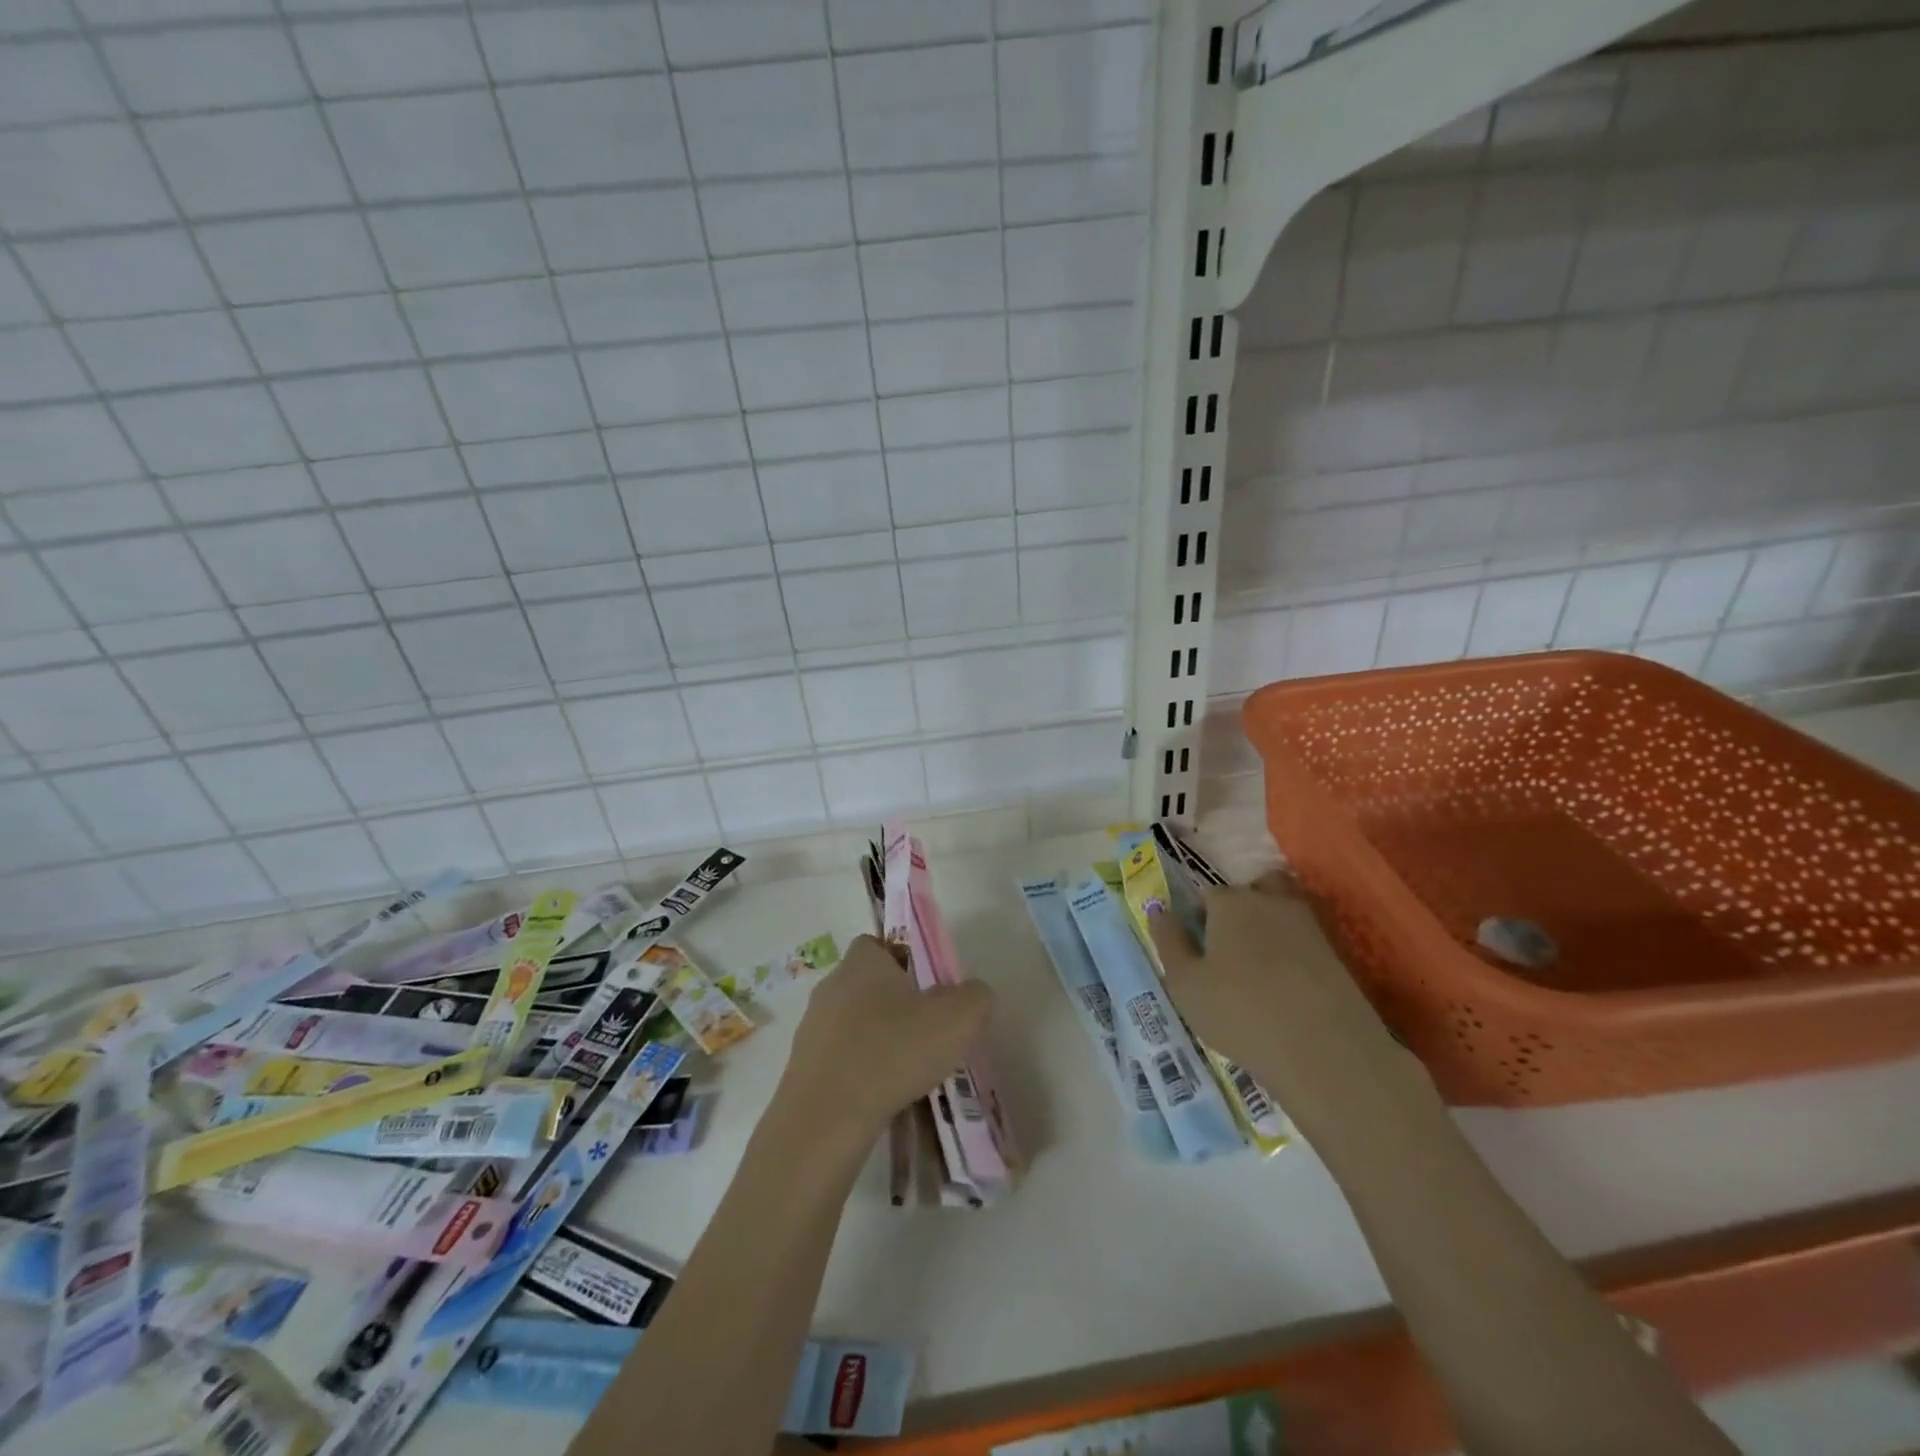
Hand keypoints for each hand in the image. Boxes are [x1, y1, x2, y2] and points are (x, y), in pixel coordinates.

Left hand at [777, 935, 992, 1141]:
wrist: (826, 1118)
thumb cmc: (894, 1052)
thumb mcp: (957, 1019)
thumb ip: (975, 997)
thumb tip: (973, 994)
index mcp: (863, 962)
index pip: (878, 944)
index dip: (903, 961)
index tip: (927, 989)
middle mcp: (831, 985)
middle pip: (867, 984)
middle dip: (893, 1004)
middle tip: (924, 1033)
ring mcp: (811, 1027)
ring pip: (852, 1023)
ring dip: (875, 1039)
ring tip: (905, 1071)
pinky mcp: (801, 1067)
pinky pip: (838, 1058)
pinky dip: (858, 1071)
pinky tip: (879, 1095)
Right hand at [1148, 874, 1427, 1139]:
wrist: (1323, 1050)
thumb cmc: (1239, 1012)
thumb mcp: (1185, 984)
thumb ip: (1168, 942)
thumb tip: (1159, 910)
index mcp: (1229, 903)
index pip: (1208, 895)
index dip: (1199, 919)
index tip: (1198, 950)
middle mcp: (1269, 902)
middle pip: (1251, 890)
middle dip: (1239, 909)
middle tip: (1229, 951)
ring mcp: (1307, 925)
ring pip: (1283, 907)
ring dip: (1270, 922)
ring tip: (1259, 964)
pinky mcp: (1335, 953)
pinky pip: (1305, 938)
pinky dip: (1294, 950)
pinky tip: (1286, 983)